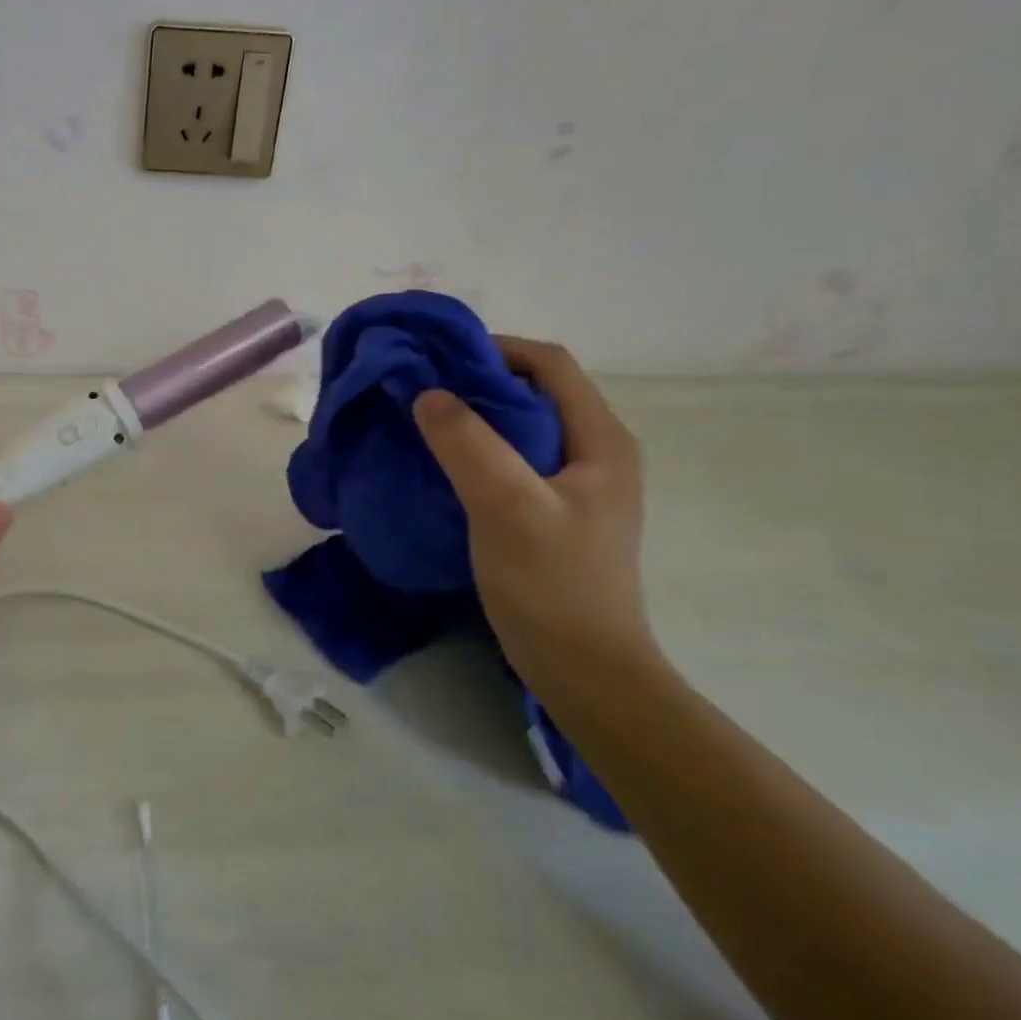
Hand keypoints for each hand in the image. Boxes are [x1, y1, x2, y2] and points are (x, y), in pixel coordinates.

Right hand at [412, 337, 652, 687]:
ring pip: (520, 425)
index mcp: (600, 439)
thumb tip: (427, 393)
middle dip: (476, 380)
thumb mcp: (507, 506)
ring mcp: (577, 483)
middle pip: (534, 390)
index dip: (493, 349)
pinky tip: (441, 462)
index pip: (548, 364)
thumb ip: (468, 443)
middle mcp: (595, 450)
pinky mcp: (554, 509)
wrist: (584, 671)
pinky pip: (512, 458)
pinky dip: (476, 447)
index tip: (436, 359)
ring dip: (473, 415)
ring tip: (422, 420)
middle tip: (420, 388)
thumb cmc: (552, 585)